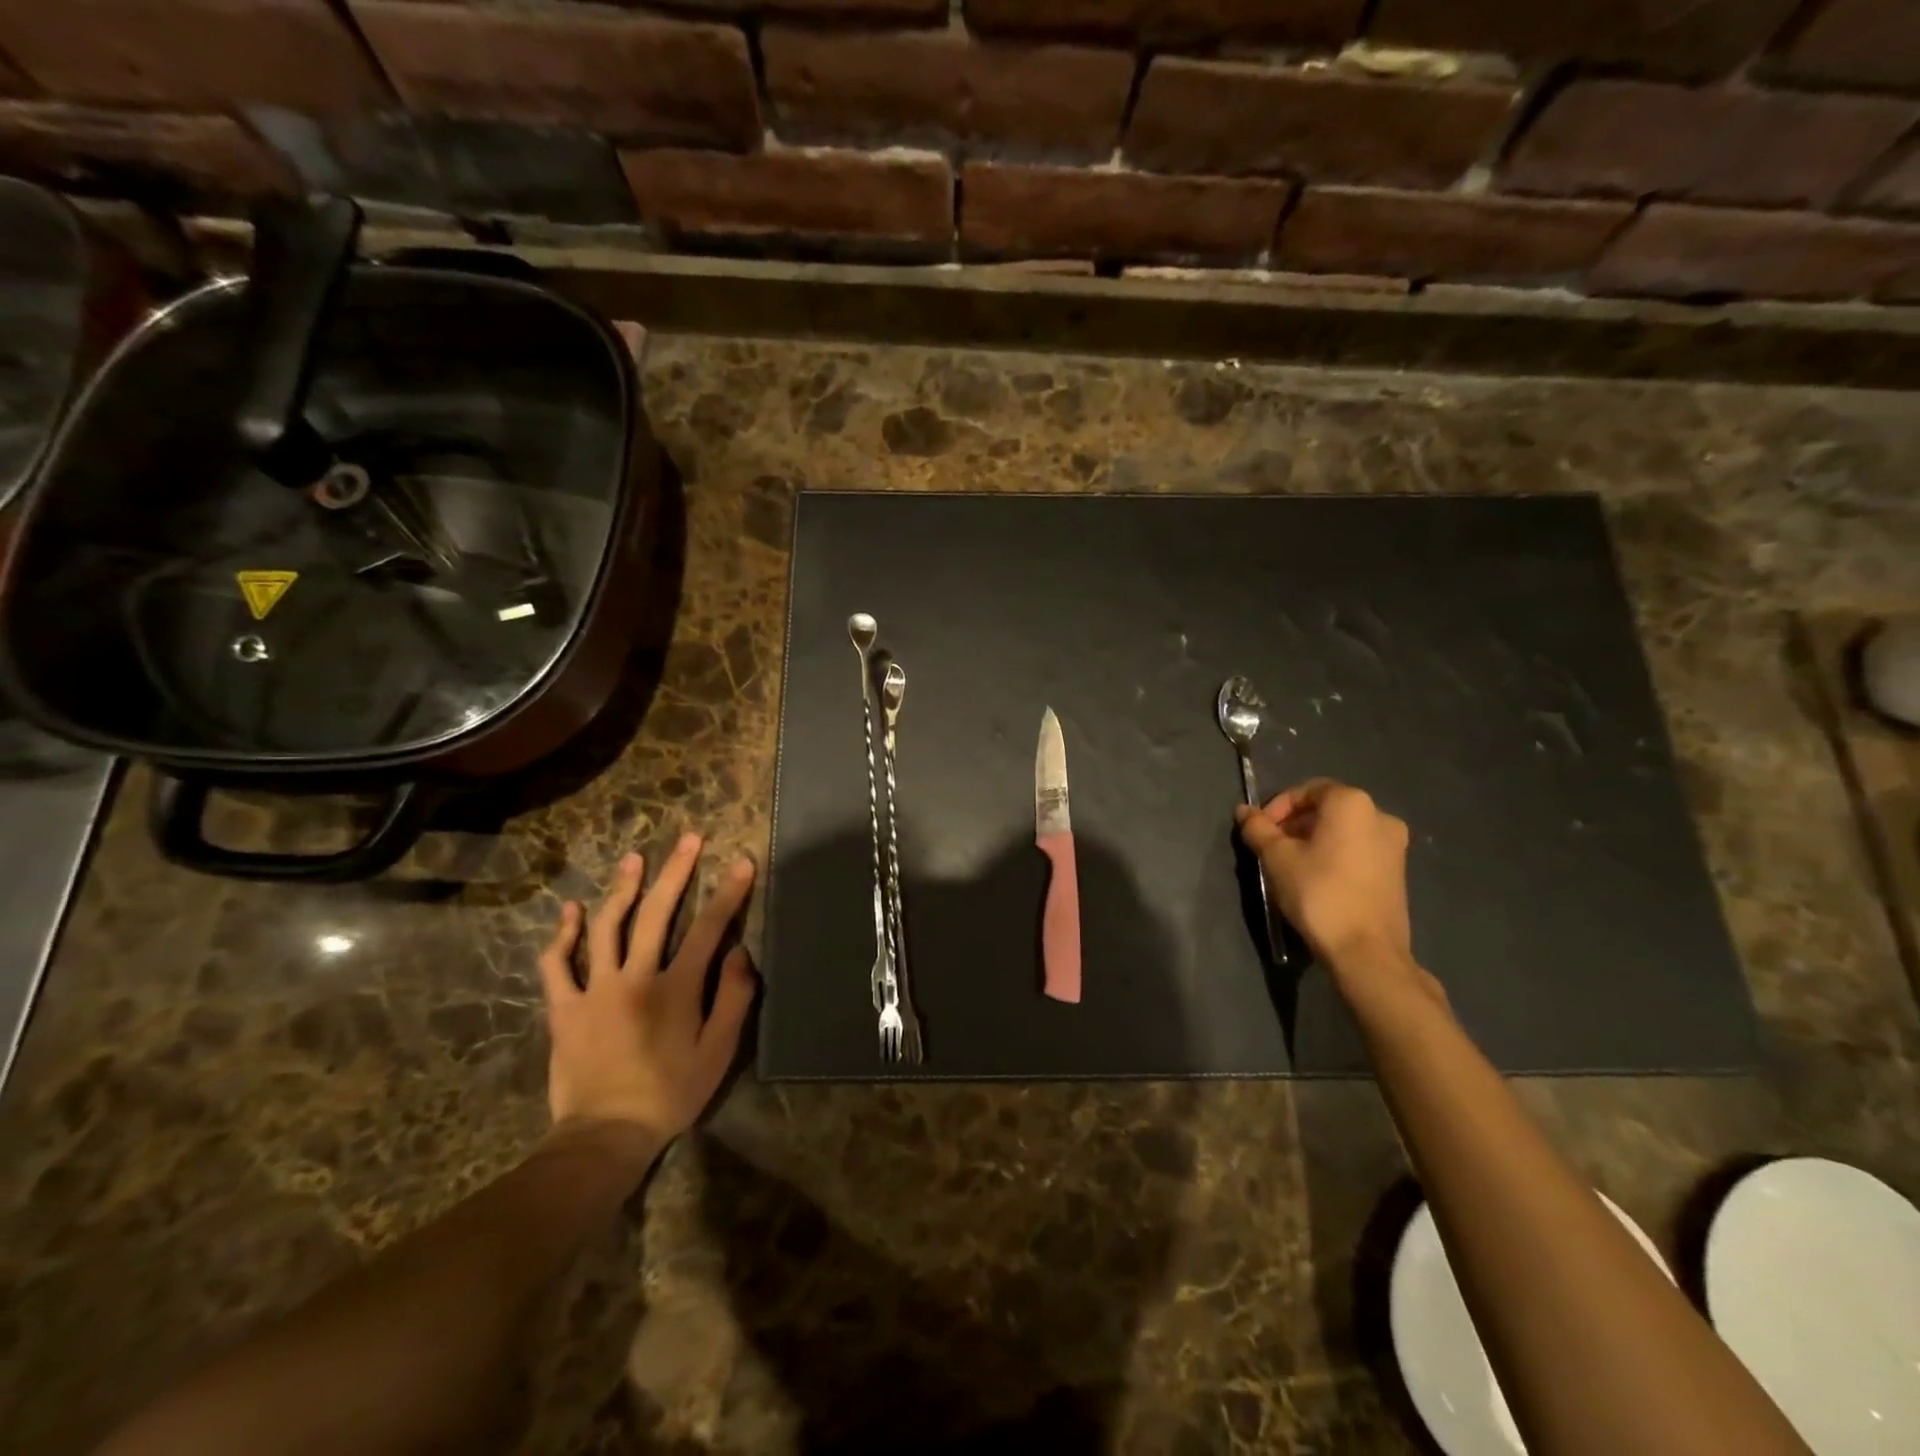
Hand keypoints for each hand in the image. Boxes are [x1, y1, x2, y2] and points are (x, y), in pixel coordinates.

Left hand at [539, 833, 758, 1144]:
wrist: (606, 1135)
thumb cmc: (671, 1093)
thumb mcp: (719, 1052)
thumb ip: (734, 998)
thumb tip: (740, 952)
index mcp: (676, 988)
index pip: (708, 928)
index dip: (729, 893)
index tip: (742, 862)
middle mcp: (635, 977)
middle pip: (656, 913)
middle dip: (676, 872)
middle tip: (689, 839)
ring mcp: (595, 989)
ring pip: (607, 926)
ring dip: (622, 888)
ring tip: (634, 858)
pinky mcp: (565, 1007)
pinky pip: (557, 964)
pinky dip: (563, 935)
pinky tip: (572, 911)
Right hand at [1236, 779, 1414, 975]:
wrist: (1366, 950)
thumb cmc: (1319, 892)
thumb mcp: (1277, 858)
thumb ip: (1258, 828)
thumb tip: (1243, 810)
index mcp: (1352, 803)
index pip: (1306, 790)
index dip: (1277, 807)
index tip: (1260, 831)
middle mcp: (1380, 815)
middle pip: (1326, 809)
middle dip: (1294, 824)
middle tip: (1271, 847)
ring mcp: (1394, 845)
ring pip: (1343, 830)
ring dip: (1313, 840)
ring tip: (1290, 865)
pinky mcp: (1398, 871)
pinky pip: (1358, 849)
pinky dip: (1334, 854)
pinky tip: (1316, 879)